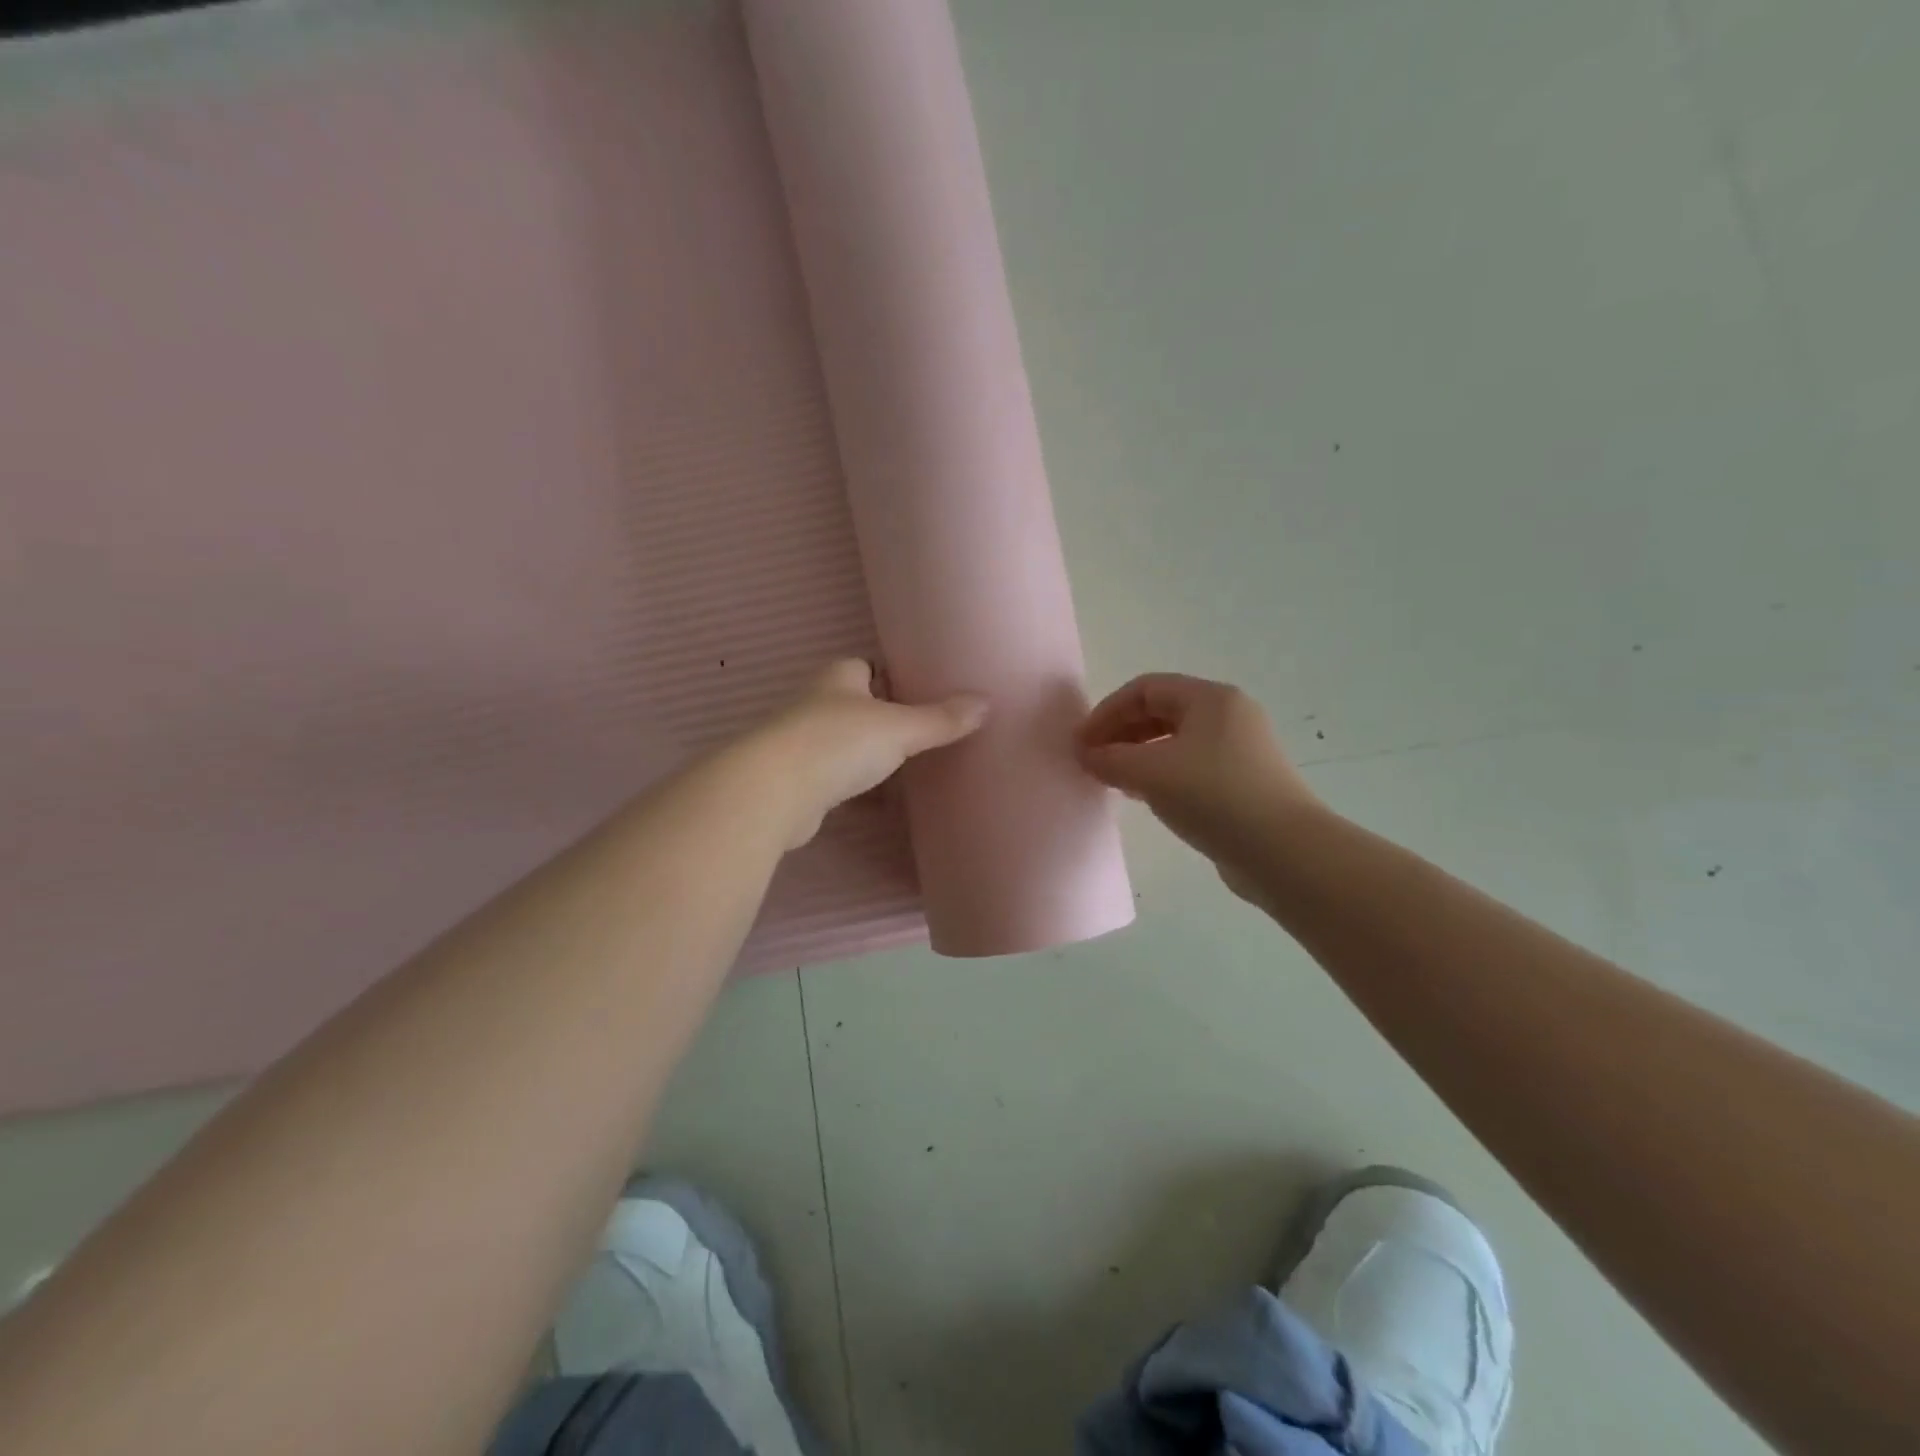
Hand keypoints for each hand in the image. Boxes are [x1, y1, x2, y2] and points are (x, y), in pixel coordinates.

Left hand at [750, 659, 988, 847]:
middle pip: (857, 707)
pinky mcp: (798, 782)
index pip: (867, 666)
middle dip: (885, 720)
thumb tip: (985, 703)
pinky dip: (858, 789)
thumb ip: (940, 719)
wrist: (774, 792)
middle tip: (924, 733)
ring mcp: (803, 743)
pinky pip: (837, 779)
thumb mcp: (899, 728)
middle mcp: (817, 704)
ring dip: (871, 756)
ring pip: (846, 745)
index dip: (892, 676)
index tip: (922, 690)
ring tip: (910, 768)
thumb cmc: (838, 742)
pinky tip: (882, 803)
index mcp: (838, 678)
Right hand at [1075, 673, 1319, 896]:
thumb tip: (1085, 754)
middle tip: (1092, 761)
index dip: (1107, 712)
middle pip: (1161, 712)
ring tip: (1114, 780)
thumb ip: (1110, 759)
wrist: (1284, 852)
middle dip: (1121, 733)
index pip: (1145, 689)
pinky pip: (1191, 767)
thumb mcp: (1151, 773)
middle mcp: (1229, 716)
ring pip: (1176, 741)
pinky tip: (1145, 798)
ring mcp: (1240, 750)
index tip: (1082, 743)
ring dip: (1138, 755)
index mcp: (1211, 699)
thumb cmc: (1214, 796)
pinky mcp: (1243, 783)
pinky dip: (1161, 775)